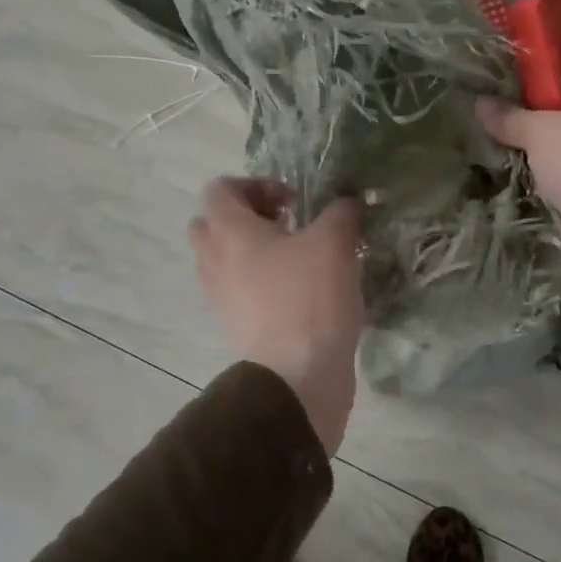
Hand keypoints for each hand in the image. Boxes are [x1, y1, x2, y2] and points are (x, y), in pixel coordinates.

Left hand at [189, 179, 363, 454]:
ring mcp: (222, 298)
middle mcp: (215, 262)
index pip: (220, 189)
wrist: (297, 377)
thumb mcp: (335, 243)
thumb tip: (347, 204)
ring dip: (256, 252)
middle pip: (213, 225)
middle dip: (249, 218)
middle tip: (288, 225)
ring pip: (227, 261)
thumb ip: (341, 213)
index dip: (255, 184)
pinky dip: (264, 284)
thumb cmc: (309, 299)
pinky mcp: (238, 327)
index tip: (294, 201)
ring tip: (300, 258)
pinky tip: (303, 291)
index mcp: (230, 233)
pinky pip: (242, 292)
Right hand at [478, 77, 560, 326]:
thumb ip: (508, 118)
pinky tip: (548, 203)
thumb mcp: (537, 135)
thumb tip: (480, 102)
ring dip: (545, 171)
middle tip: (505, 154)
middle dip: (532, 141)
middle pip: (559, 121)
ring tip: (524, 182)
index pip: (553, 86)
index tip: (499, 123)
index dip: (524, 102)